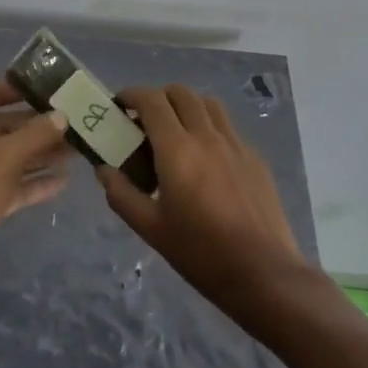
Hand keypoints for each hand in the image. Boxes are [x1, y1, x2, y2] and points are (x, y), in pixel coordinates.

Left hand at [0, 80, 72, 298]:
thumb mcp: (7, 156)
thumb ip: (36, 134)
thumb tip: (62, 116)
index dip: (1, 90)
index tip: (31, 91)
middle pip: (3, 127)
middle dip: (35, 126)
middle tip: (70, 123)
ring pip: (12, 157)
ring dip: (40, 153)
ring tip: (75, 150)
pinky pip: (14, 185)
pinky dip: (35, 182)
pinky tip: (64, 180)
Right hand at [97, 84, 311, 320]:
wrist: (264, 274)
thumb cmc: (201, 253)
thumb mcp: (151, 228)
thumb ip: (122, 194)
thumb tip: (103, 169)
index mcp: (178, 149)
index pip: (152, 100)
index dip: (132, 95)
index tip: (119, 106)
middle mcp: (207, 136)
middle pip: (181, 93)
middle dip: (159, 98)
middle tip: (146, 121)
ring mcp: (235, 144)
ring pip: (208, 104)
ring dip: (187, 107)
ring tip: (177, 133)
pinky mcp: (255, 158)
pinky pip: (227, 127)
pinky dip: (210, 128)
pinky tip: (207, 160)